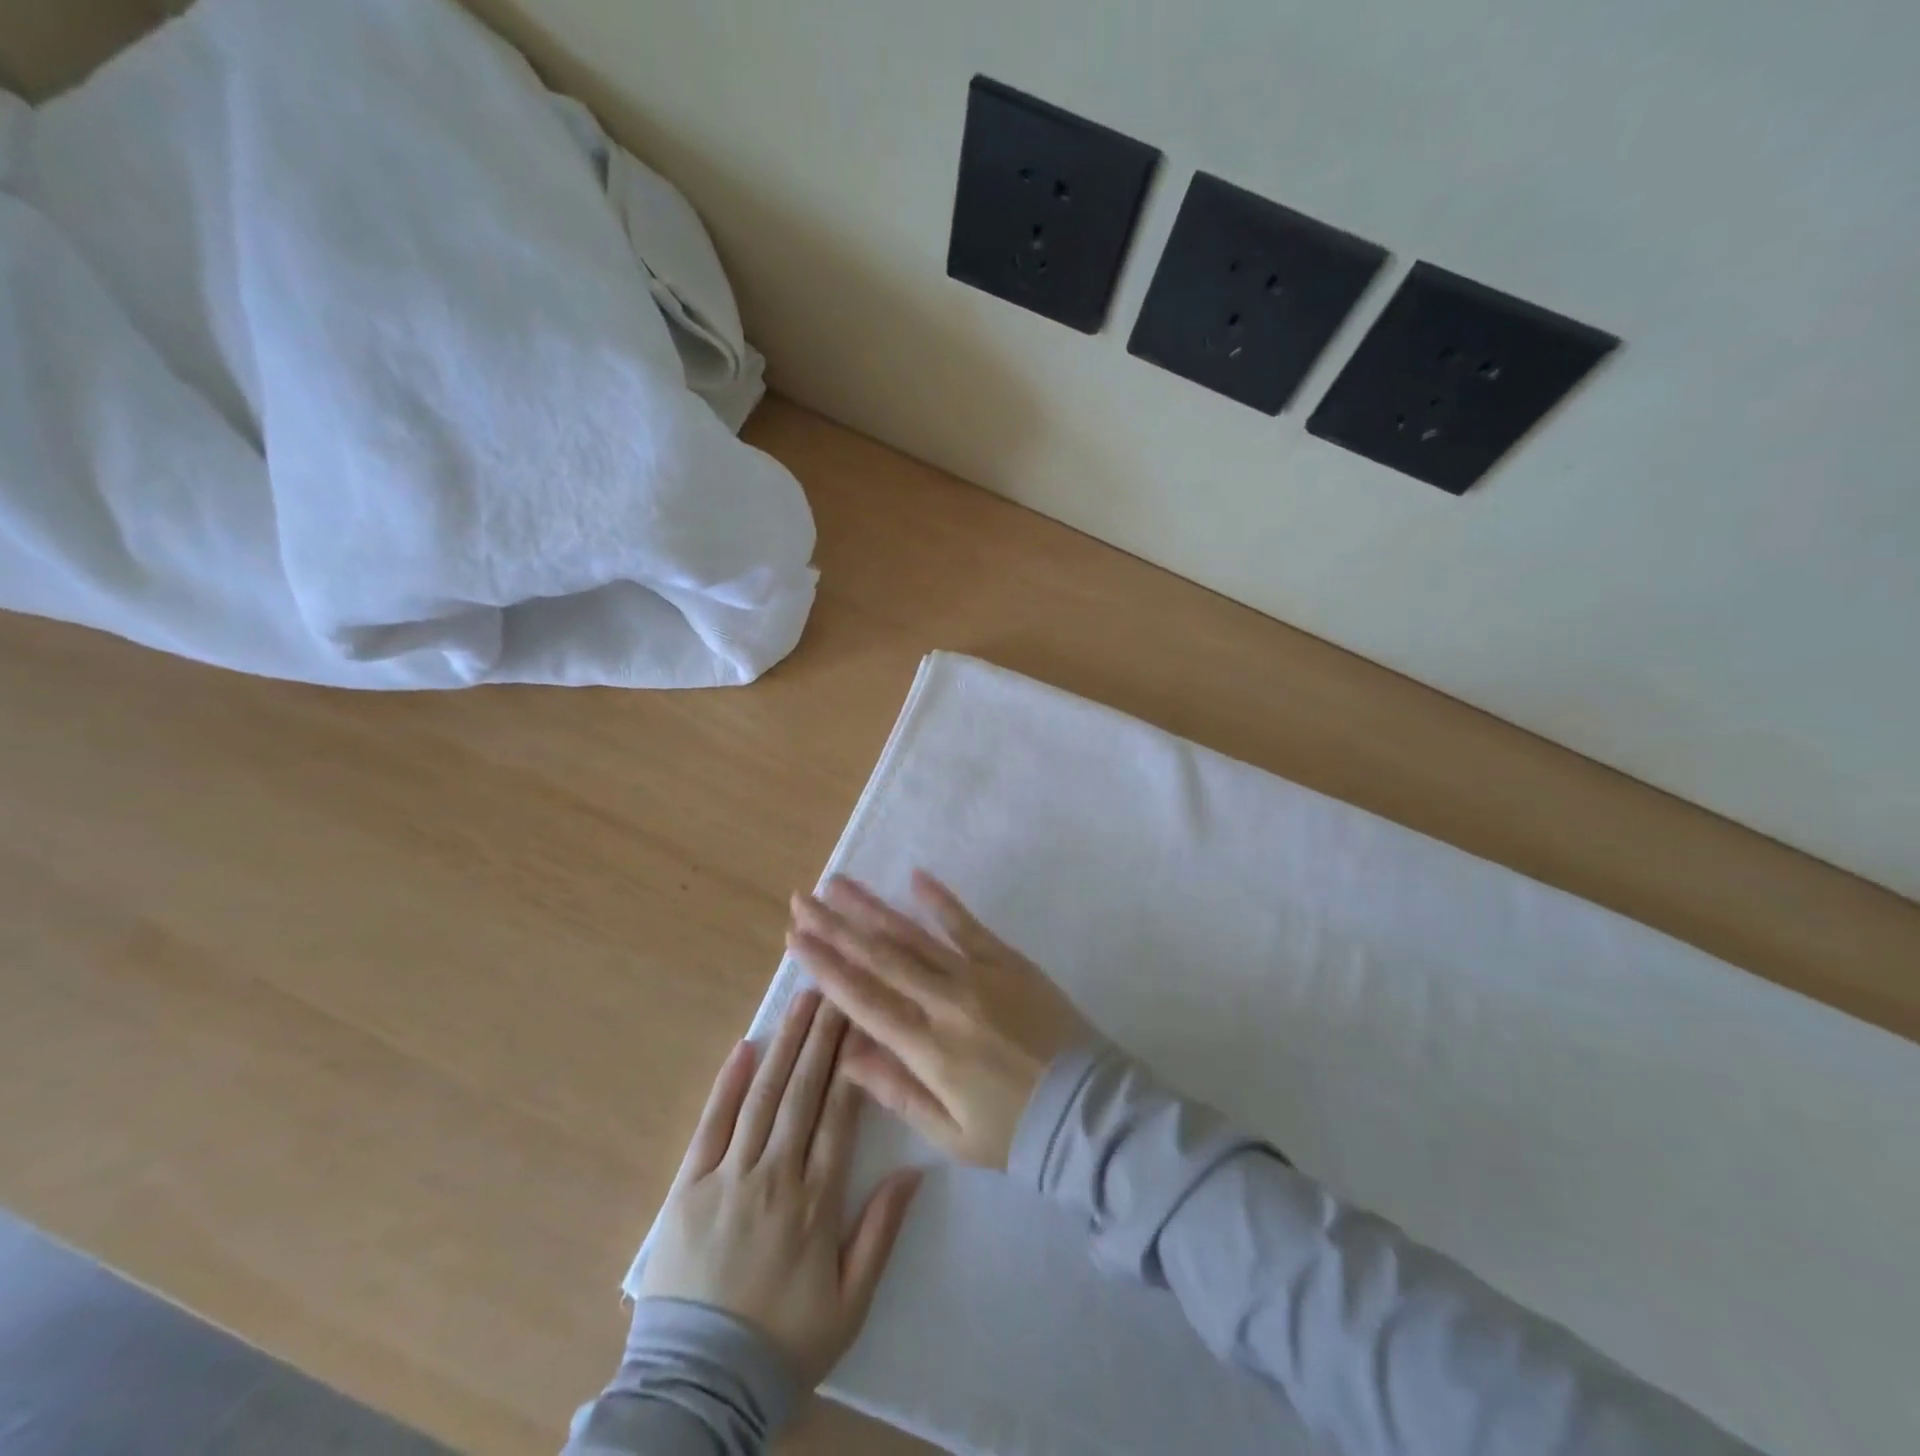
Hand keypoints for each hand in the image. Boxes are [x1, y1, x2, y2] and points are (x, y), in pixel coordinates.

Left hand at [639, 989, 922, 1388]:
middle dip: (822, 1035)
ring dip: (785, 1044)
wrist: (699, 1387)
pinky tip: (745, 1047)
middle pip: (803, 1091)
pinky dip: (727, 1085)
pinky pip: (711, 1126)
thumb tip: (914, 1170)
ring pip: (763, 1096)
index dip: (853, 1061)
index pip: (840, 1114)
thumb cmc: (784, 1343)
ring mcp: (728, 1178)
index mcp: (816, 1201)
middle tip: (836, 987)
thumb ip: (881, 1232)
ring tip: (802, 1000)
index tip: (864, 1019)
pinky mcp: (687, 1188)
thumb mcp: (850, 1303)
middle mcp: (775, 1176)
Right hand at [786, 872, 1089, 1170]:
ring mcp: (979, 976)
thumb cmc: (1013, 1130)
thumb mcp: (949, 1132)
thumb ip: (896, 1090)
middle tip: (803, 899)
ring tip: (839, 883)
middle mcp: (945, 1003)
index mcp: (927, 1050)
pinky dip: (941, 901)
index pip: (863, 999)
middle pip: (880, 957)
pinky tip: (915, 877)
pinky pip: (968, 925)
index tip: (795, 938)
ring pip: (914, 935)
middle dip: (836, 926)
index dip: (825, 966)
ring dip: (873, 907)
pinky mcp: (1008, 961)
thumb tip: (845, 1056)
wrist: (1086, 1110)